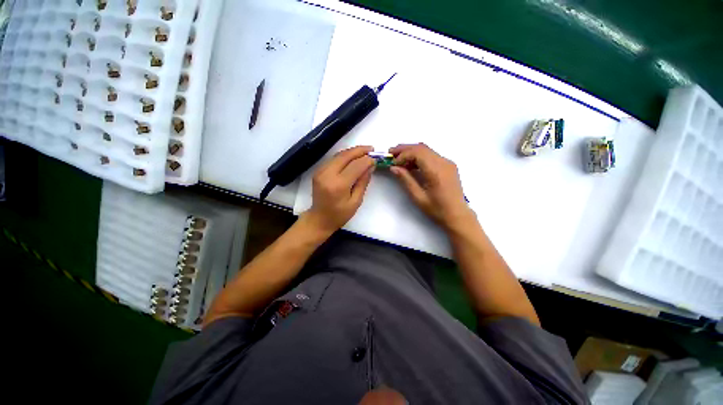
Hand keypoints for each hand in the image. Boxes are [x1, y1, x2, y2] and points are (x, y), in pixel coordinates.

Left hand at [305, 145, 374, 233]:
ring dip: (352, 152)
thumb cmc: (340, 215)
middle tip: (371, 149)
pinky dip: (344, 156)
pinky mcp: (318, 171)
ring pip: (338, 155)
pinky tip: (352, 157)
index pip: (355, 166)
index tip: (375, 158)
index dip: (367, 160)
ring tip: (364, 151)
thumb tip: (370, 166)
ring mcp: (320, 171)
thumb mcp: (356, 201)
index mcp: (338, 185)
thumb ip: (363, 182)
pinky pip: (333, 159)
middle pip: (345, 156)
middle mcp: (327, 174)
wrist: (319, 219)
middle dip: (360, 150)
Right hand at [389, 143, 471, 227]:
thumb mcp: (418, 197)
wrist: (458, 215)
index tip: (392, 163)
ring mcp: (447, 163)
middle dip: (405, 149)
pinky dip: (419, 156)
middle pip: (421, 148)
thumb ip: (406, 180)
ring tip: (398, 158)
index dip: (403, 155)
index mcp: (436, 171)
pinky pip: (431, 155)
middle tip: (391, 153)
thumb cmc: (437, 209)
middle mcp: (443, 162)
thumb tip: (394, 168)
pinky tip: (411, 164)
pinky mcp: (448, 166)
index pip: (417, 153)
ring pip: (426, 150)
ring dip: (411, 151)